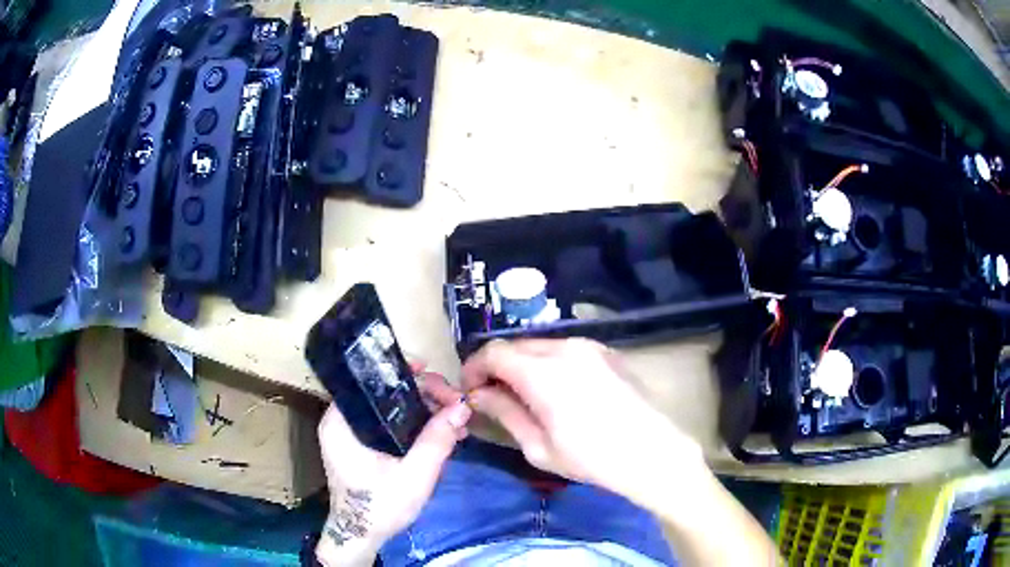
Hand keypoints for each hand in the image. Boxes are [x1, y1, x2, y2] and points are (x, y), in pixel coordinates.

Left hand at [315, 363, 470, 566]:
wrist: (362, 537)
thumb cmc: (380, 507)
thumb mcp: (414, 476)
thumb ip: (437, 440)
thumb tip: (463, 405)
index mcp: (340, 421)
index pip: (372, 380)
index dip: (406, 374)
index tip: (438, 380)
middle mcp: (341, 420)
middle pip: (385, 392)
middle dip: (424, 395)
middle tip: (455, 405)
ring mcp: (351, 432)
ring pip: (391, 407)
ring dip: (424, 410)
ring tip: (455, 420)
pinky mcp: (362, 444)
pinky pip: (390, 423)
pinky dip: (415, 424)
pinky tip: (441, 432)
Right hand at [462, 339, 704, 503]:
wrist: (652, 452)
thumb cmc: (592, 459)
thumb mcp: (539, 446)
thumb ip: (504, 413)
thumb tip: (477, 395)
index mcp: (543, 372)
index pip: (493, 352)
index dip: (473, 368)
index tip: (471, 391)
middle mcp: (564, 348)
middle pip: (515, 345)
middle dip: (496, 367)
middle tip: (493, 396)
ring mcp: (589, 346)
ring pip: (539, 345)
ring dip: (522, 365)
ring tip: (525, 395)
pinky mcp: (605, 351)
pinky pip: (564, 349)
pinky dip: (548, 363)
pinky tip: (557, 390)